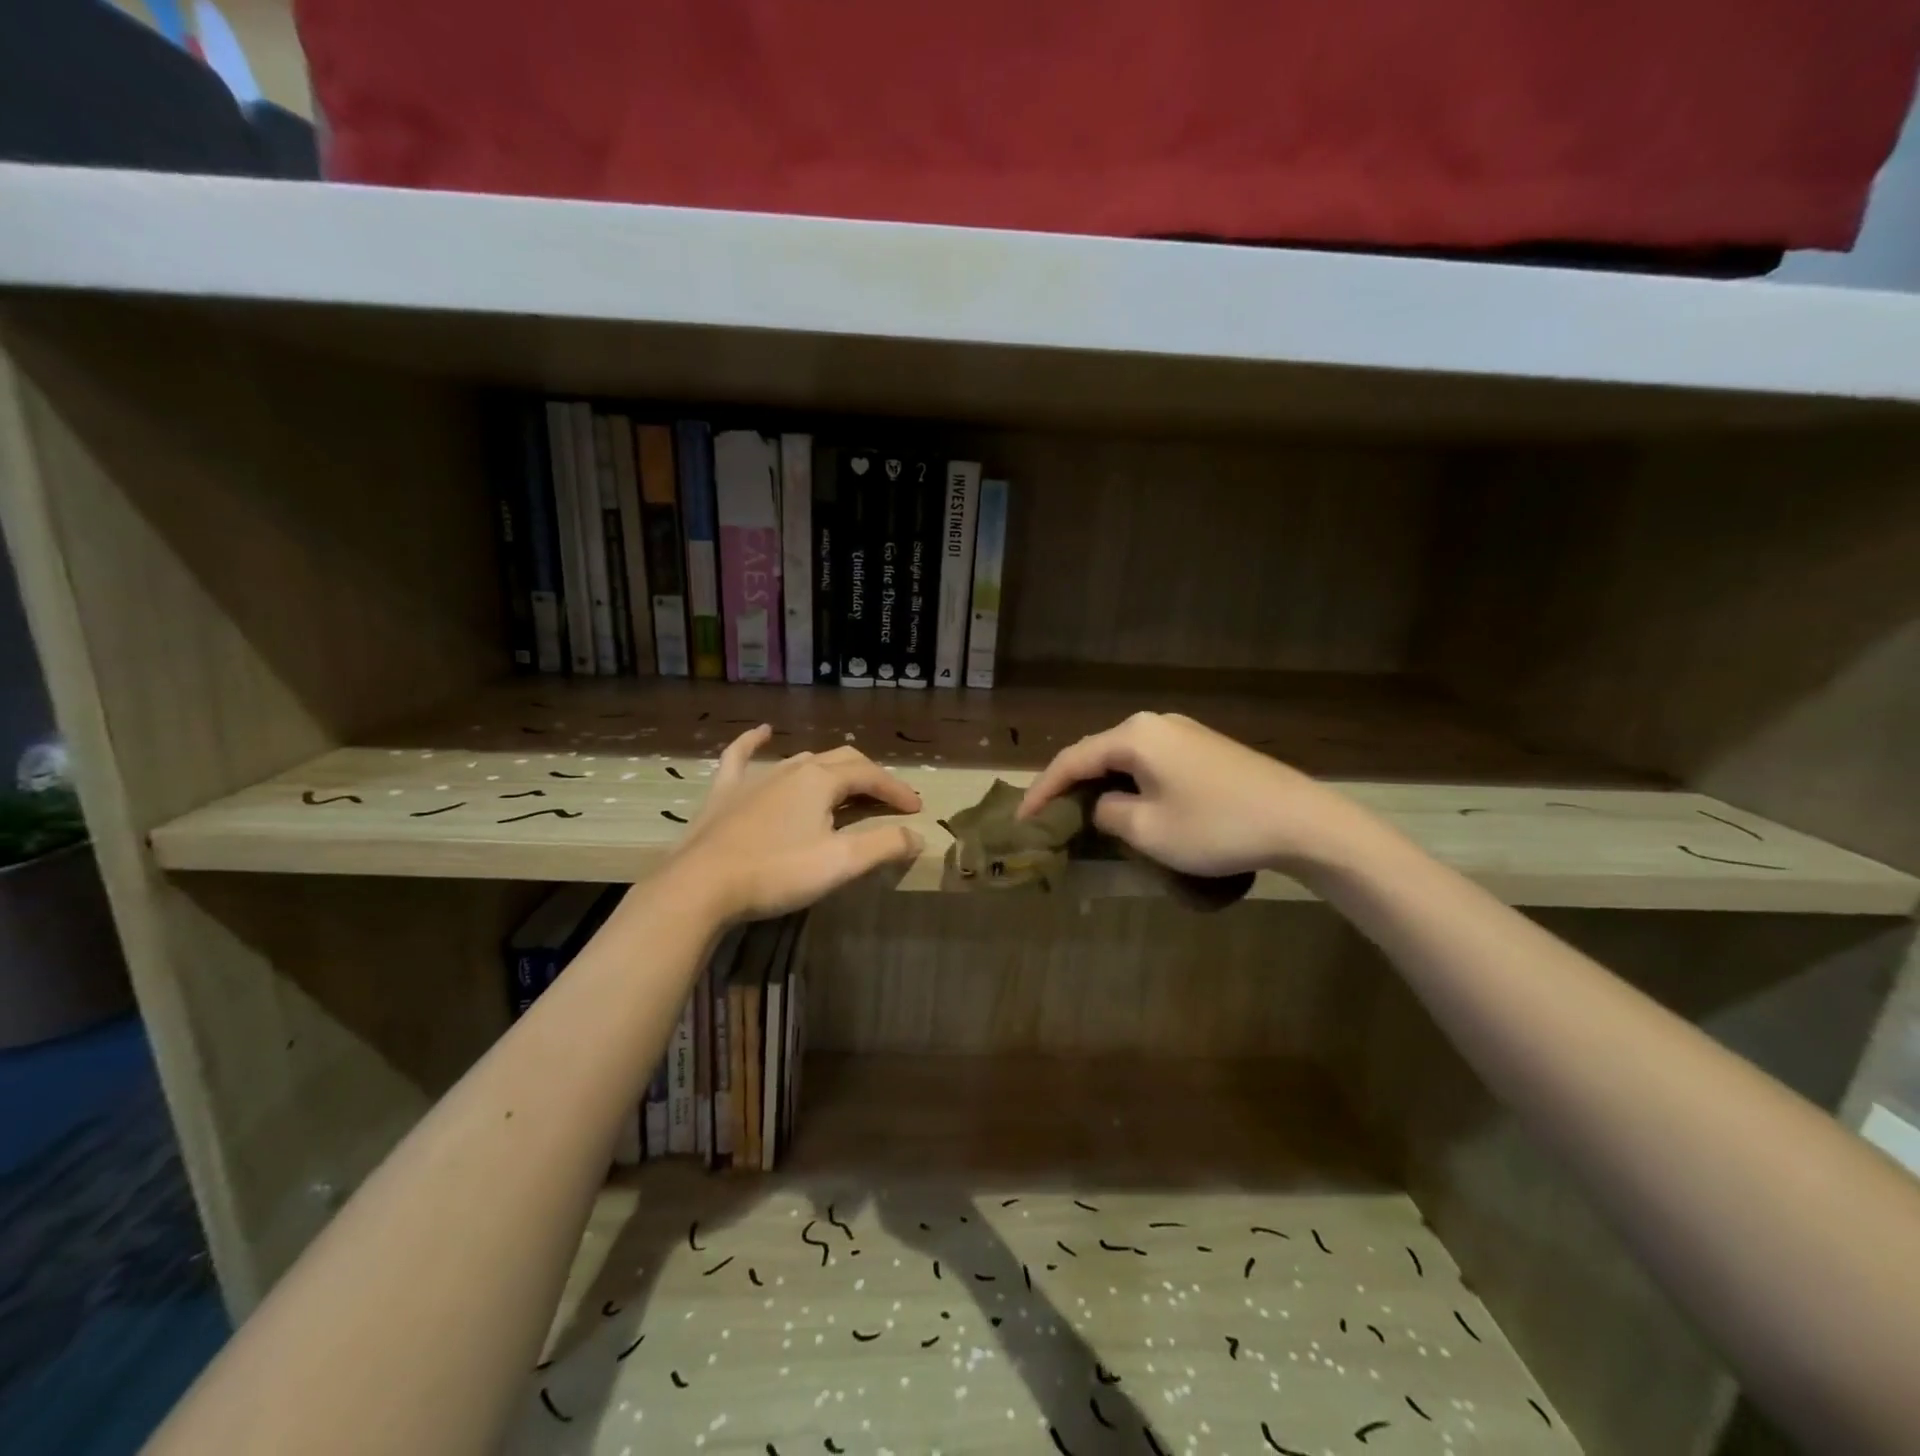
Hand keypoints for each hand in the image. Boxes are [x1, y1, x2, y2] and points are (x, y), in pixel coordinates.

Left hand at [671, 726, 924, 920]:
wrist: (701, 887)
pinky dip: (755, 742)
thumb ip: (883, 846)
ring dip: (831, 770)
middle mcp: (792, 768)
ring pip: (803, 761)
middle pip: (842, 761)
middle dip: (871, 778)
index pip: (871, 776)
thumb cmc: (776, 872)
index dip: (897, 791)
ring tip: (847, 789)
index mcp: (821, 780)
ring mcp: (755, 777)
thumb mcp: (840, 863)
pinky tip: (763, 732)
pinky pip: (741, 756)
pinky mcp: (725, 792)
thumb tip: (916, 836)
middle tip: (889, 802)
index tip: (917, 810)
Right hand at [1017, 712, 1376, 879]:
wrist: (1300, 821)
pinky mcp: (1204, 746)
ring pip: (1124, 756)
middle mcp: (1155, 723)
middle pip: (1097, 752)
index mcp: (1134, 735)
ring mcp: (1183, 731)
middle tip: (1048, 814)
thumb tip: (1103, 805)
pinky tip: (1128, 800)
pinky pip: (1151, 760)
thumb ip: (1108, 813)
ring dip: (1101, 782)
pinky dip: (1130, 781)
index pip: (1072, 759)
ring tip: (1081, 810)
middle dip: (1069, 783)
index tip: (1022, 819)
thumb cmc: (1216, 826)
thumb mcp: (1148, 829)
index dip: (1042, 790)